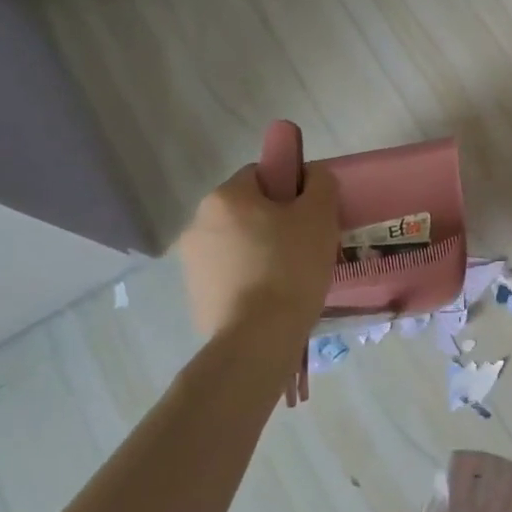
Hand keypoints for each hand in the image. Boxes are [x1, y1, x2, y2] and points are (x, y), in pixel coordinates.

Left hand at [179, 164, 338, 340]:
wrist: (258, 337)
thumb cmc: (291, 266)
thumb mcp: (320, 215)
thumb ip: (319, 183)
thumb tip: (311, 174)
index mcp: (225, 197)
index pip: (262, 174)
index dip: (291, 189)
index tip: (309, 214)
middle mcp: (197, 222)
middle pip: (247, 209)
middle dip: (274, 221)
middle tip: (306, 245)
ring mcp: (191, 261)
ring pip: (237, 241)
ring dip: (260, 249)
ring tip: (290, 275)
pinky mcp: (194, 293)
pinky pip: (229, 272)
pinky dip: (249, 276)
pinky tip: (271, 295)